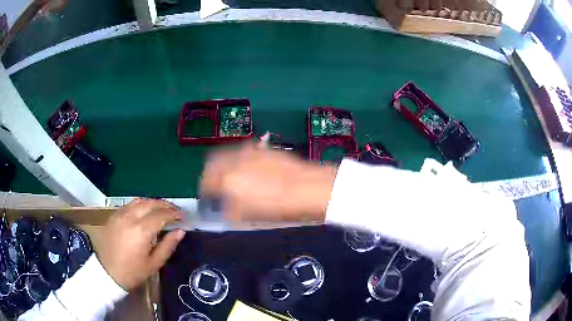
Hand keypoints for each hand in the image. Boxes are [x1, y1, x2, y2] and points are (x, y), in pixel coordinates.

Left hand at [97, 199, 185, 290]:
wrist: (106, 272)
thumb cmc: (132, 272)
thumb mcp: (153, 264)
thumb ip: (167, 246)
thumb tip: (180, 231)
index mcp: (142, 230)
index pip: (161, 215)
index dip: (174, 214)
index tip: (184, 216)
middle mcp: (131, 217)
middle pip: (151, 203)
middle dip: (165, 205)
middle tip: (175, 210)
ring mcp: (120, 214)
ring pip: (140, 201)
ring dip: (153, 202)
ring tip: (162, 209)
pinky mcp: (114, 215)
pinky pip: (130, 204)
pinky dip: (141, 204)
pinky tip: (145, 211)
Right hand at [201, 144, 337, 221]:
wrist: (306, 188)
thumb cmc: (277, 206)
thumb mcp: (248, 215)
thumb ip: (229, 211)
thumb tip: (223, 209)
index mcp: (226, 178)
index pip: (205, 182)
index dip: (205, 191)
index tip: (208, 197)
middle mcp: (234, 160)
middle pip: (212, 163)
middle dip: (211, 174)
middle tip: (217, 185)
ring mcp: (250, 151)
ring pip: (228, 155)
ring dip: (225, 165)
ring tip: (233, 178)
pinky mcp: (264, 149)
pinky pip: (244, 153)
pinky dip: (240, 161)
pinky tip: (251, 171)